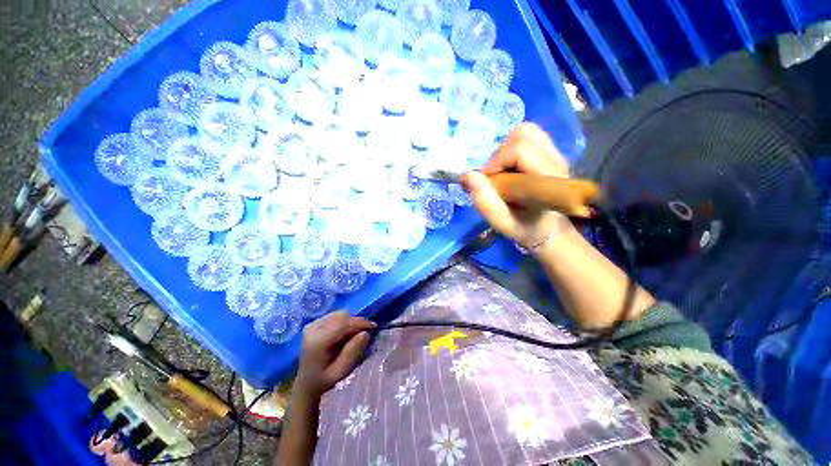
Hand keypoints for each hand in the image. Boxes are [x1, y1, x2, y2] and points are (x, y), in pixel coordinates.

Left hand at [295, 312, 375, 399]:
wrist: (306, 385)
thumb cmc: (324, 382)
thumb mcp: (340, 373)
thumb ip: (352, 353)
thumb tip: (366, 333)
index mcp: (318, 341)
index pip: (343, 323)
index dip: (360, 323)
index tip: (374, 328)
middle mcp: (313, 328)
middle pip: (342, 316)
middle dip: (356, 323)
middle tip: (364, 334)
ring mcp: (313, 324)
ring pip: (340, 314)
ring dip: (350, 322)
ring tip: (353, 335)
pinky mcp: (315, 323)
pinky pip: (336, 316)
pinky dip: (344, 322)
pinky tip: (344, 334)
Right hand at [462, 123, 575, 249]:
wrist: (549, 229)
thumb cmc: (525, 227)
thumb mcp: (502, 222)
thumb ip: (485, 202)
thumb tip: (467, 176)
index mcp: (546, 179)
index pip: (519, 150)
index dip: (495, 164)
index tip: (486, 183)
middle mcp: (555, 160)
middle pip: (523, 134)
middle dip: (499, 155)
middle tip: (494, 177)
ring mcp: (556, 153)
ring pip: (526, 131)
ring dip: (505, 149)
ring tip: (501, 171)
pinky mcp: (551, 152)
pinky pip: (529, 136)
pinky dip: (512, 147)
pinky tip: (509, 166)